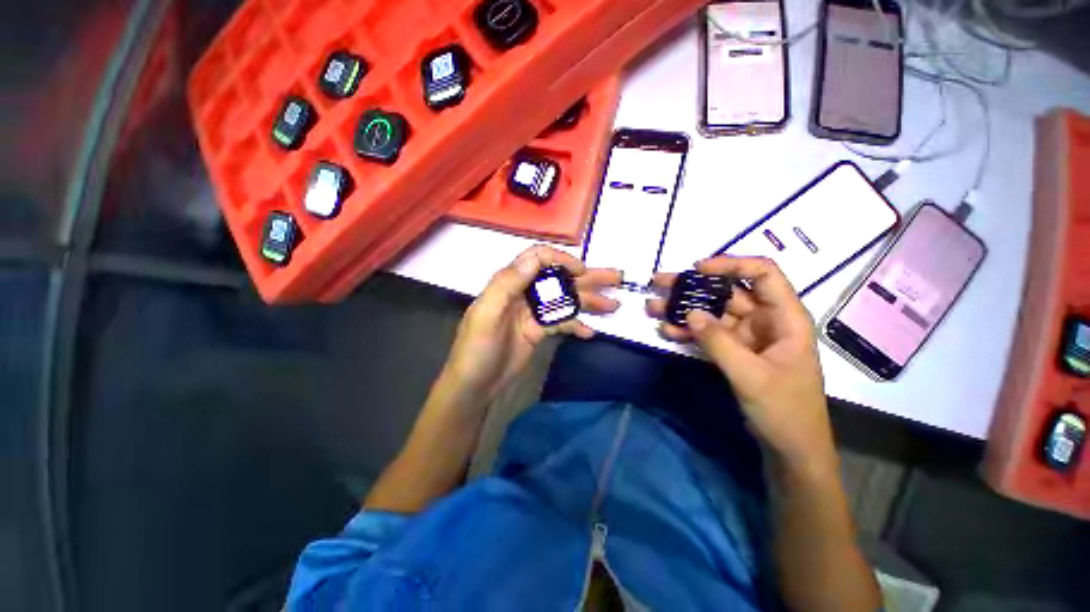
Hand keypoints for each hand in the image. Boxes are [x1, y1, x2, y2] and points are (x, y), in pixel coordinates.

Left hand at [443, 245, 621, 400]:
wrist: (474, 386)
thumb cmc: (476, 350)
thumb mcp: (486, 314)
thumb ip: (508, 284)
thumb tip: (536, 258)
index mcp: (509, 283)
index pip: (538, 260)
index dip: (561, 260)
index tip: (582, 271)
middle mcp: (524, 293)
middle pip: (558, 279)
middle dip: (587, 278)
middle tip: (616, 277)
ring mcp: (533, 313)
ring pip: (564, 300)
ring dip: (589, 302)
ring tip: (614, 305)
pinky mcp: (538, 331)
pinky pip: (561, 322)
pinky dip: (576, 325)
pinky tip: (590, 332)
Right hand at [646, 256, 835, 467]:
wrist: (789, 449)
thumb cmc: (784, 411)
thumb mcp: (751, 376)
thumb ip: (719, 342)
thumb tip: (690, 313)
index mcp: (785, 318)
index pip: (763, 274)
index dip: (731, 264)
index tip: (697, 268)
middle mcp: (765, 320)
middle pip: (728, 291)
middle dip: (693, 286)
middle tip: (660, 282)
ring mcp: (747, 335)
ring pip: (712, 312)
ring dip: (683, 309)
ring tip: (653, 307)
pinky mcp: (733, 350)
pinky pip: (707, 333)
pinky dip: (687, 331)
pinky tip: (666, 331)